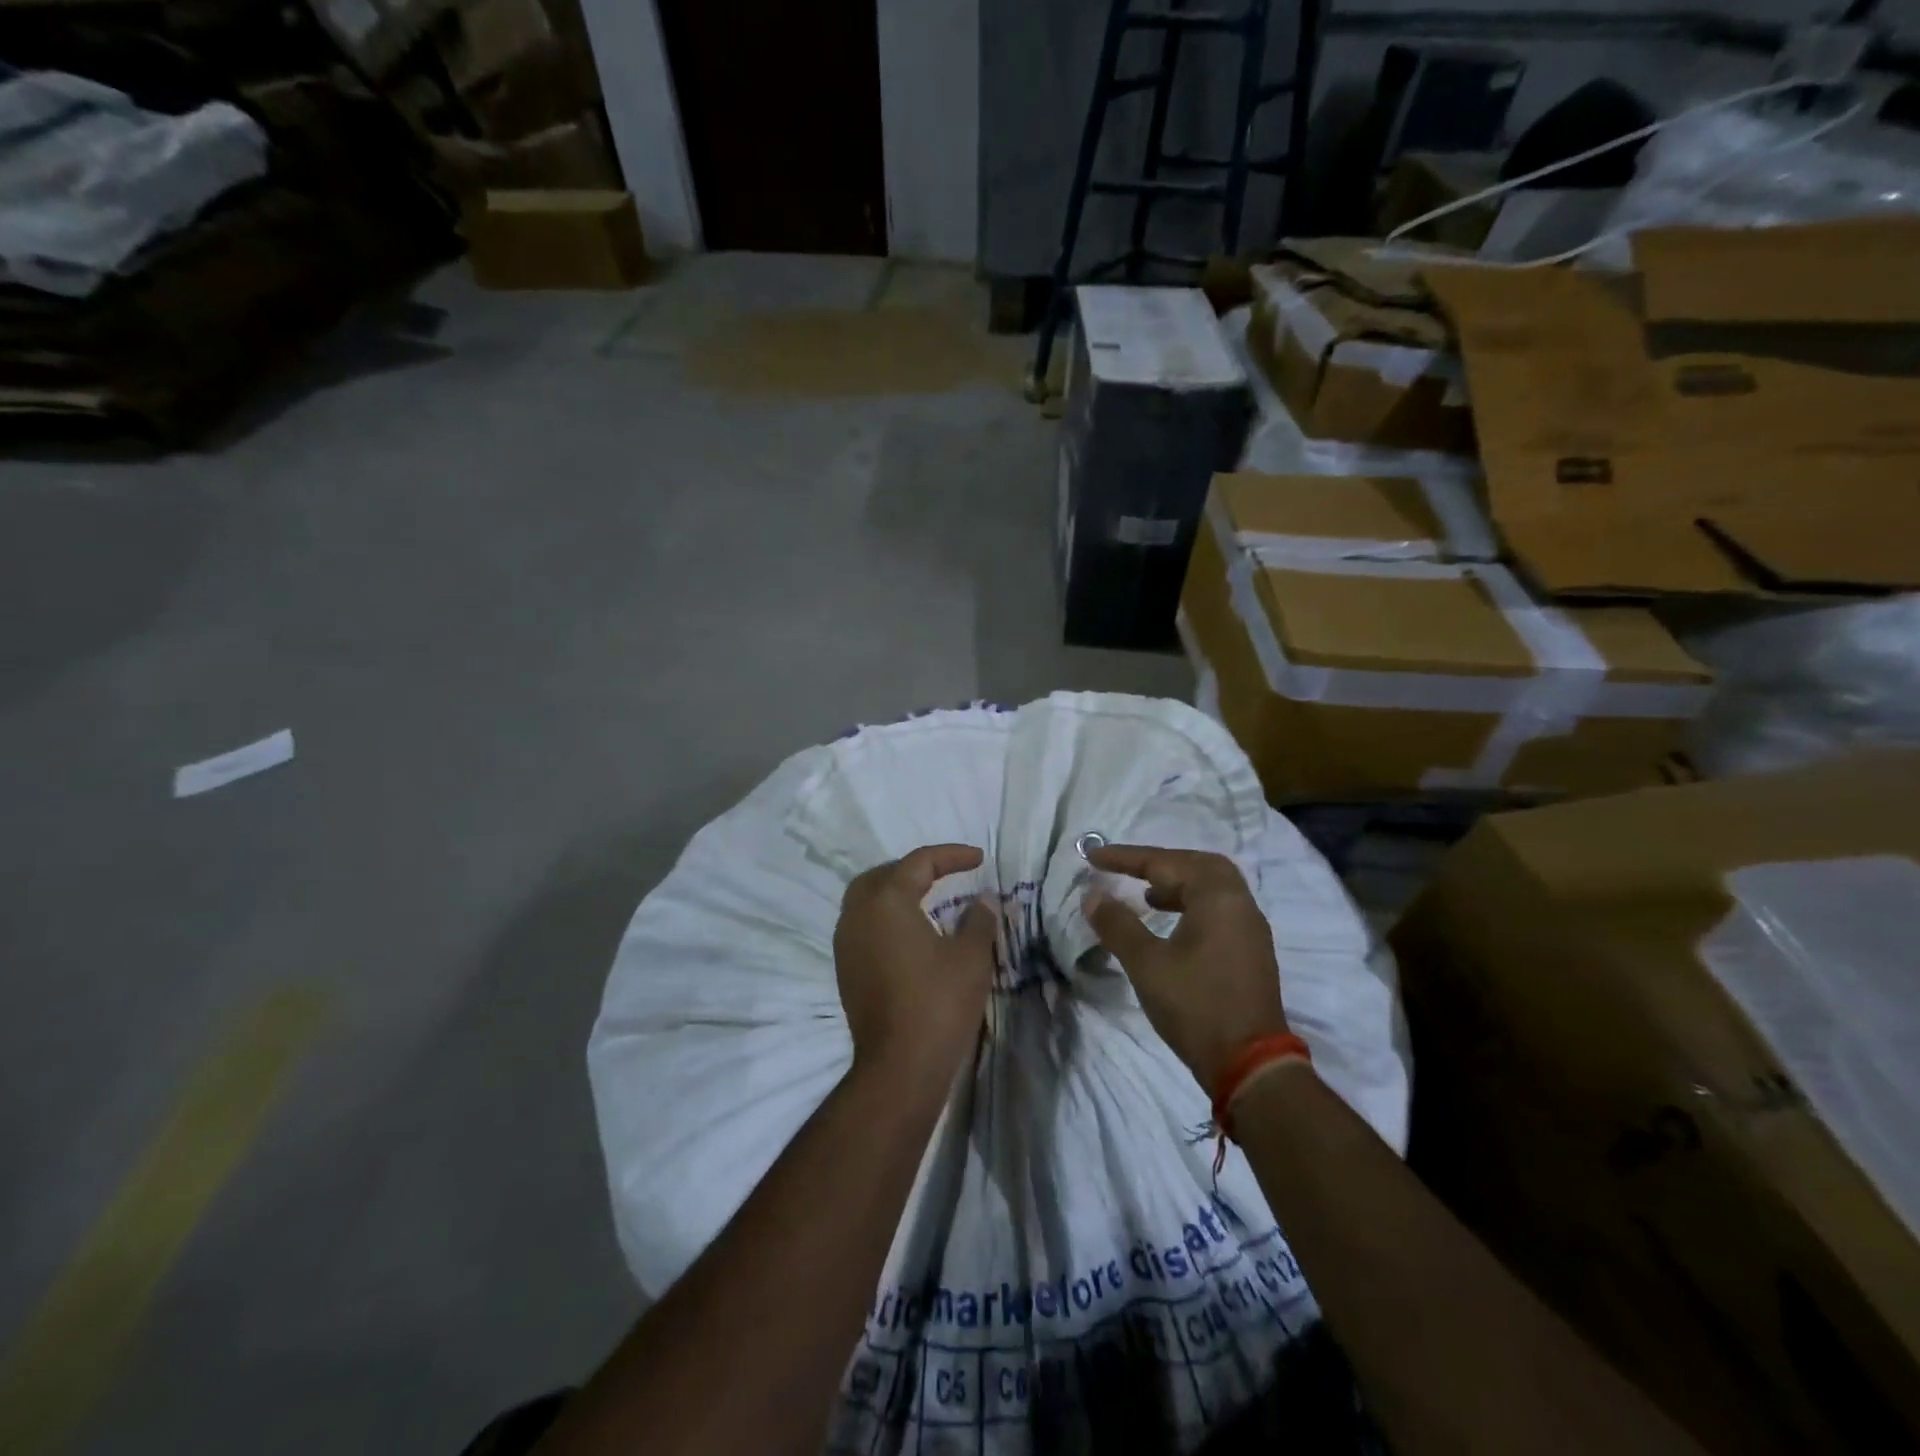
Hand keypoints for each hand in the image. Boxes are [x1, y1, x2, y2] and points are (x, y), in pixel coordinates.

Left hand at [833, 844, 996, 1089]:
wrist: (899, 1066)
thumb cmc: (938, 1003)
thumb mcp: (971, 957)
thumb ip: (978, 919)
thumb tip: (984, 900)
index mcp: (886, 901)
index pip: (918, 863)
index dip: (951, 855)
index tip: (979, 859)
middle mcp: (857, 915)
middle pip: (882, 875)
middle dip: (914, 869)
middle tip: (945, 874)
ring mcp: (846, 944)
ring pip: (866, 900)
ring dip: (895, 892)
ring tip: (927, 898)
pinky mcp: (845, 970)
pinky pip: (862, 926)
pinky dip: (885, 918)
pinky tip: (910, 933)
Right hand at [1083, 845, 1288, 1091]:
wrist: (1250, 1064)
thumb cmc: (1195, 1006)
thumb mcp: (1146, 964)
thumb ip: (1118, 924)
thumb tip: (1092, 895)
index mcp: (1217, 896)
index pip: (1165, 863)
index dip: (1124, 858)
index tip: (1091, 856)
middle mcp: (1239, 902)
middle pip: (1197, 864)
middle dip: (1159, 862)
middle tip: (1126, 869)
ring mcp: (1250, 927)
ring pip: (1212, 886)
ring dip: (1177, 883)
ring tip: (1145, 895)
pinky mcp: (1251, 950)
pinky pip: (1220, 907)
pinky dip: (1192, 903)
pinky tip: (1171, 923)